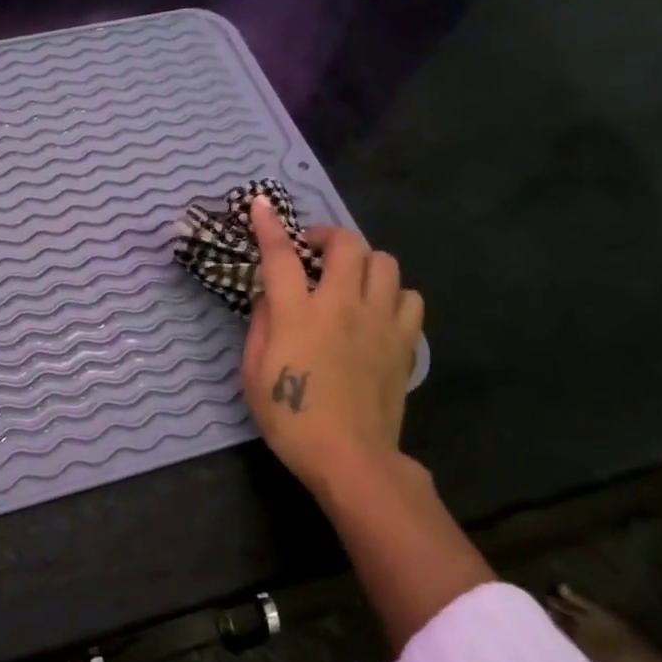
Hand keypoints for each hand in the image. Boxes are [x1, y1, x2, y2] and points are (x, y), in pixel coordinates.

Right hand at [241, 195, 422, 498]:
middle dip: (327, 235)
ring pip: (384, 262)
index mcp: (298, 314)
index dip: (269, 227)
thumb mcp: (253, 373)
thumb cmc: (290, 418)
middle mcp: (342, 306)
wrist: (350, 456)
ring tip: (349, 279)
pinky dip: (392, 293)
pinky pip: (408, 296)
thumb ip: (260, 326)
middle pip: (346, 244)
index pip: (281, 256)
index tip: (261, 205)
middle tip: (313, 251)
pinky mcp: (404, 341)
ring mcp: (380, 321)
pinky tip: (378, 309)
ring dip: (363, 261)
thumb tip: (270, 296)